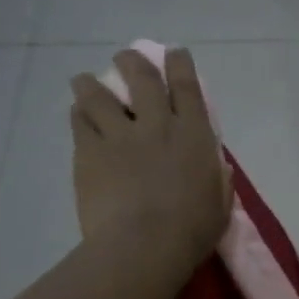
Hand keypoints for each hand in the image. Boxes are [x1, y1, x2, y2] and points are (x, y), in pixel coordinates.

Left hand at [69, 48, 231, 273]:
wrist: (143, 245)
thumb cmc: (192, 229)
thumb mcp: (220, 204)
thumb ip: (218, 180)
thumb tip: (217, 167)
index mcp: (195, 135)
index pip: (188, 87)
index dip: (180, 65)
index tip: (175, 53)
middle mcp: (158, 124)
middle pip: (142, 78)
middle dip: (134, 62)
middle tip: (126, 58)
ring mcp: (119, 135)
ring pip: (99, 94)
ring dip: (92, 83)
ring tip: (85, 82)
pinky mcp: (88, 152)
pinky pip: (79, 121)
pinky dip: (79, 113)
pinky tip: (78, 114)